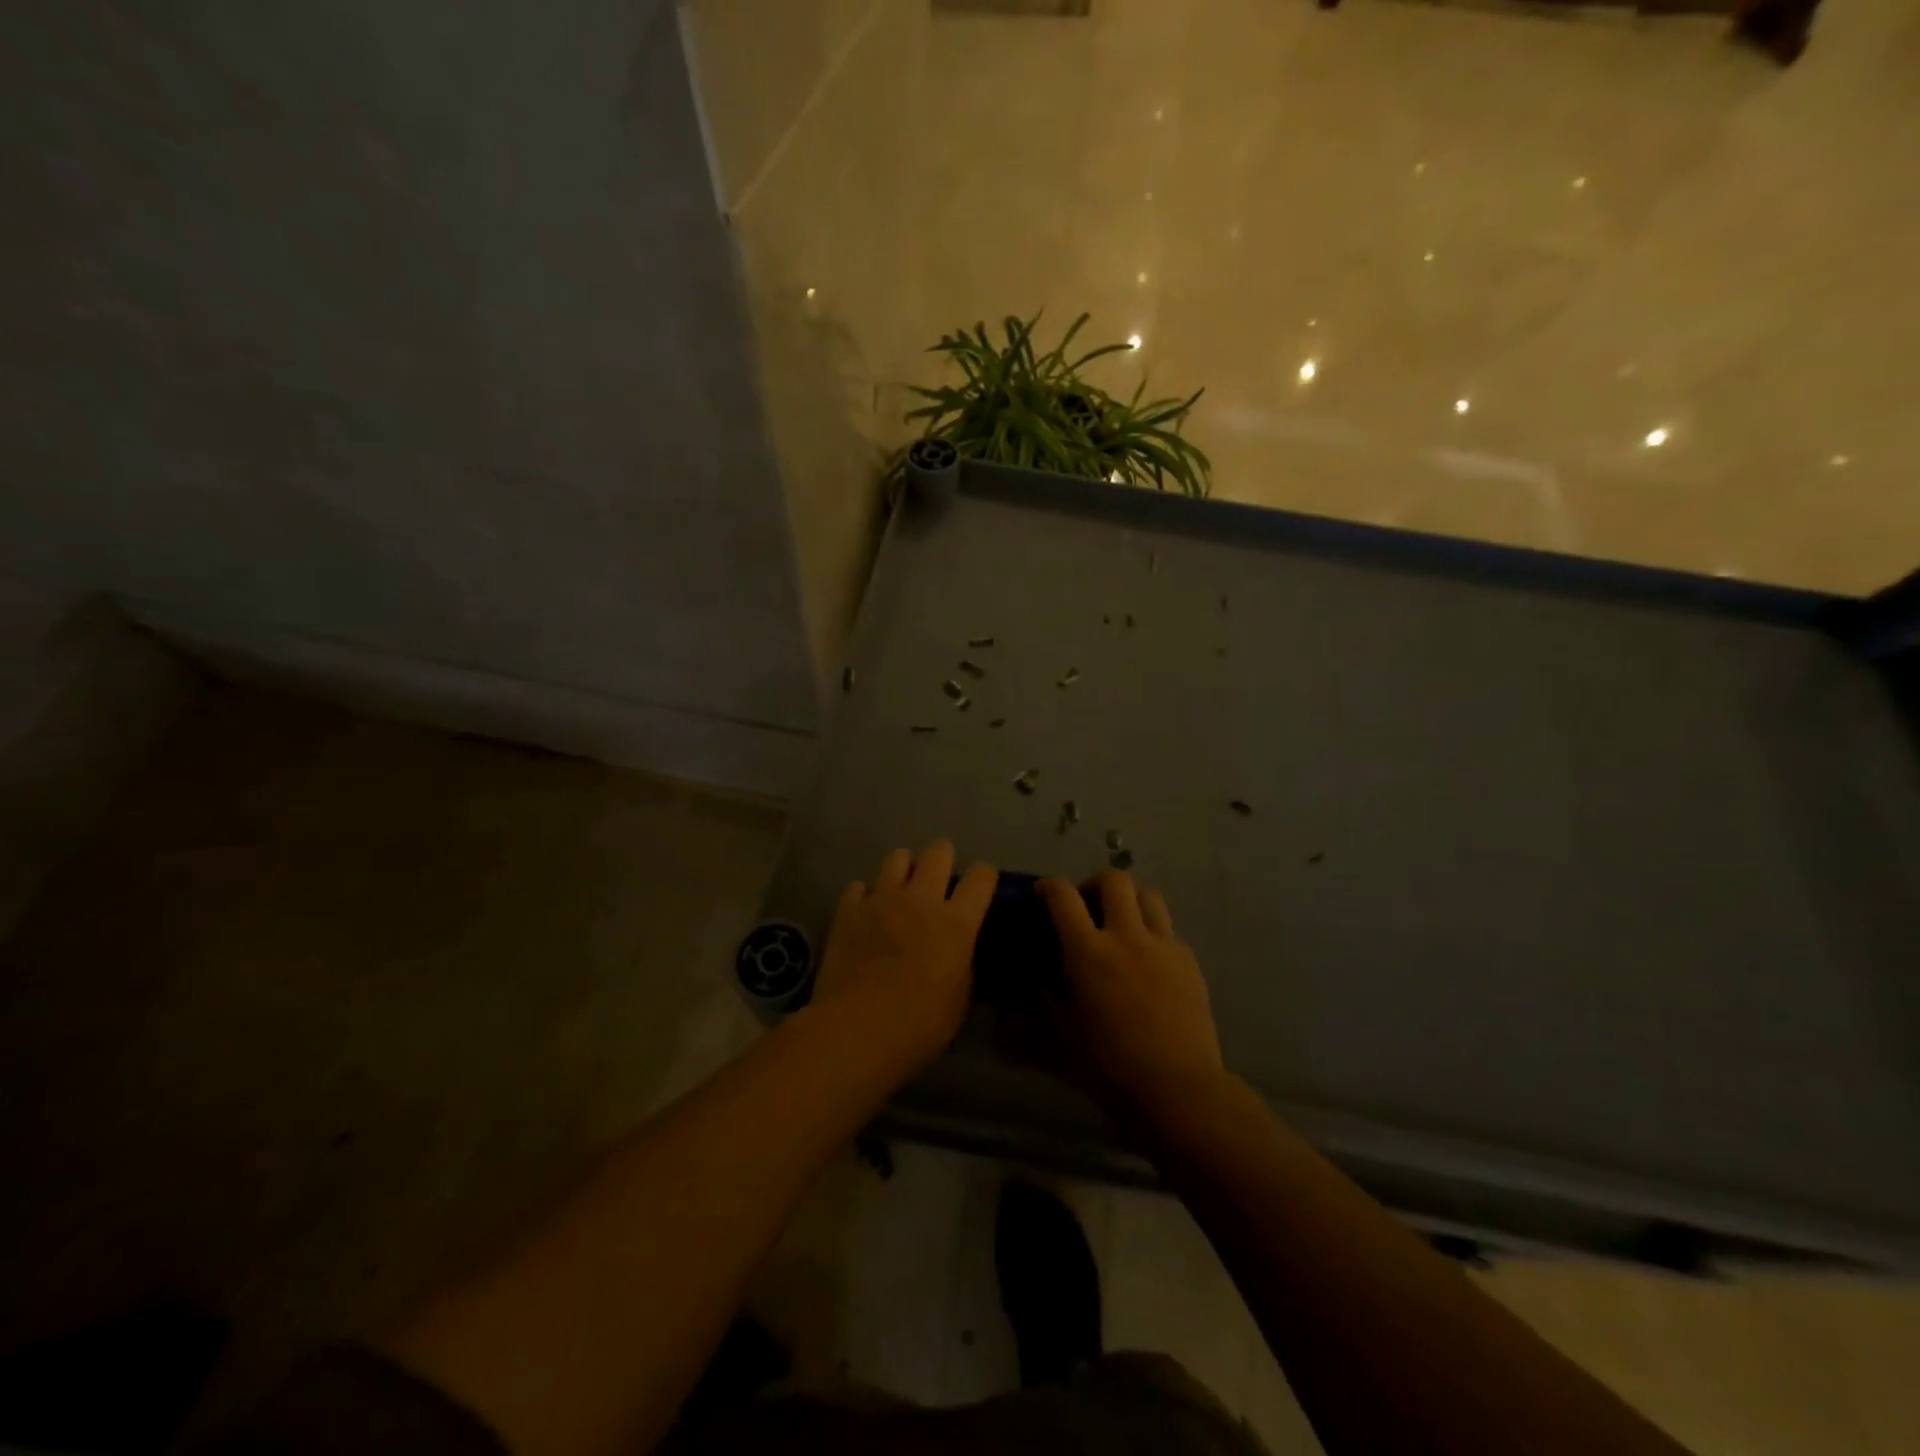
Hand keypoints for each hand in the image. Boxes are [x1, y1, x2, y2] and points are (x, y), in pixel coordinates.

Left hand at [810, 840, 996, 1070]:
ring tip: (902, 888)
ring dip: (904, 868)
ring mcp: (881, 900)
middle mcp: (921, 900)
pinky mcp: (848, 910)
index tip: (979, 888)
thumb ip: (961, 963)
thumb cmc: (917, 1026)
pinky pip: (859, 887)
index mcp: (956, 923)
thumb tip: (957, 950)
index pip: (981, 876)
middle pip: (938, 852)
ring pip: (897, 857)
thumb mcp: (958, 1001)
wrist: (855, 1030)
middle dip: (943, 858)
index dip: (983, 877)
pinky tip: (866, 912)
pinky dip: (866, 895)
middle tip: (938, 880)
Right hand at [1037, 870, 1223, 1116]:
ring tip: (1121, 922)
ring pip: (1148, 895)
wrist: (1179, 1088)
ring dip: (1129, 899)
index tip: (1042, 893)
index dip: (1049, 887)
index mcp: (1089, 952)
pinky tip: (1148, 961)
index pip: (1063, 897)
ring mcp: (1163, 945)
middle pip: (1114, 881)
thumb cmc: (1111, 1068)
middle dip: (1094, 883)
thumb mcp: (1064, 1036)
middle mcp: (1127, 936)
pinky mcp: (1189, 961)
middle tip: (1087, 904)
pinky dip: (1152, 933)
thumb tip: (1044, 982)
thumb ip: (1050, 1001)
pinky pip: (1168, 930)